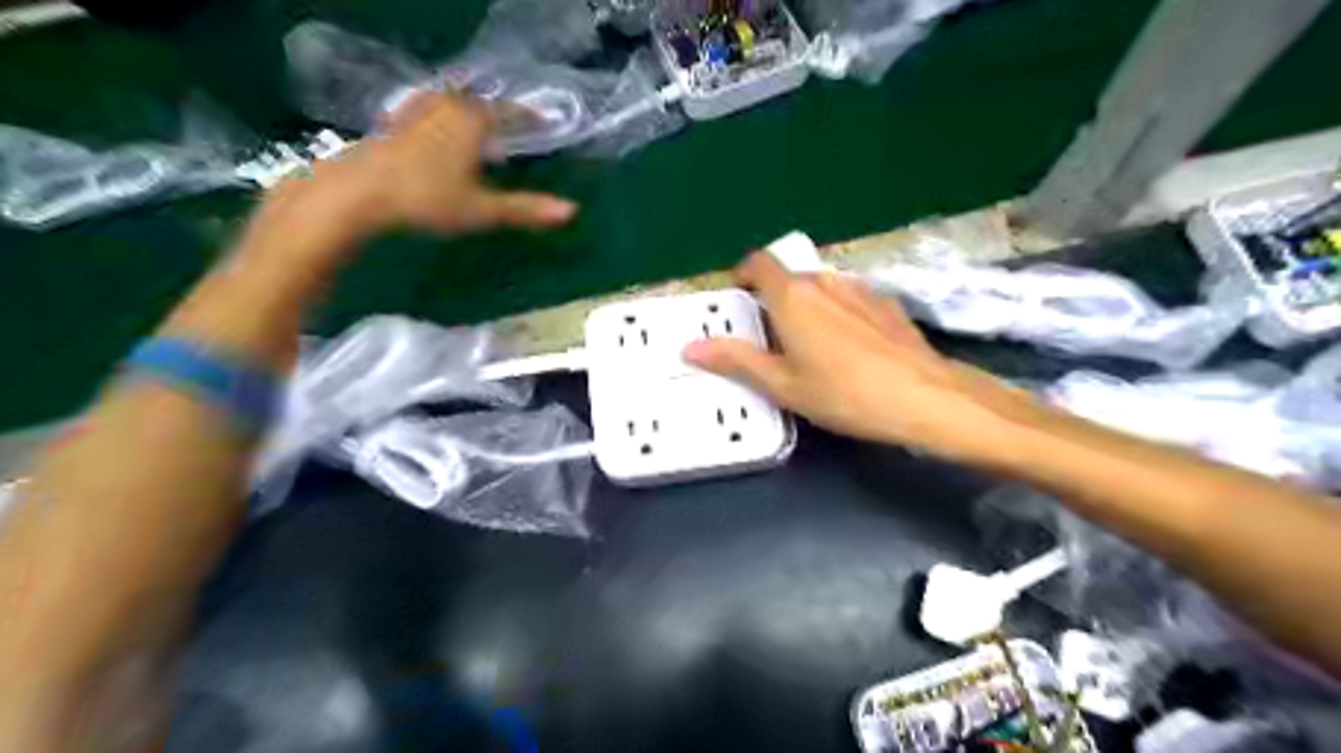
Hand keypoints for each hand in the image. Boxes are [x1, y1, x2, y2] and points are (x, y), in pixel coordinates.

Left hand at [242, 90, 574, 268]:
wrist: (357, 193)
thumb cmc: (427, 199)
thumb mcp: (483, 209)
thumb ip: (527, 209)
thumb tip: (572, 211)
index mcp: (472, 120)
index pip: (509, 112)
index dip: (528, 118)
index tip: (544, 121)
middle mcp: (445, 108)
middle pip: (477, 104)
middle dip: (496, 114)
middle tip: (510, 127)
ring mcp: (414, 114)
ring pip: (448, 106)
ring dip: (466, 115)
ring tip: (475, 131)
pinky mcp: (391, 127)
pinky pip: (425, 115)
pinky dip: (439, 123)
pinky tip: (435, 140)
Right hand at [683, 251, 1033, 457]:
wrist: (925, 398)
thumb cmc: (844, 393)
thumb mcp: (782, 384)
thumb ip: (736, 360)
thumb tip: (690, 347)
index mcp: (793, 296)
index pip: (759, 262)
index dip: (743, 274)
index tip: (738, 300)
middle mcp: (824, 282)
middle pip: (789, 278)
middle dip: (774, 301)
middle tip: (770, 340)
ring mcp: (860, 290)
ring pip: (821, 288)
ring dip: (807, 307)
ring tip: (810, 347)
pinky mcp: (886, 303)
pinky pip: (848, 299)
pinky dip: (837, 314)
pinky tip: (849, 349)